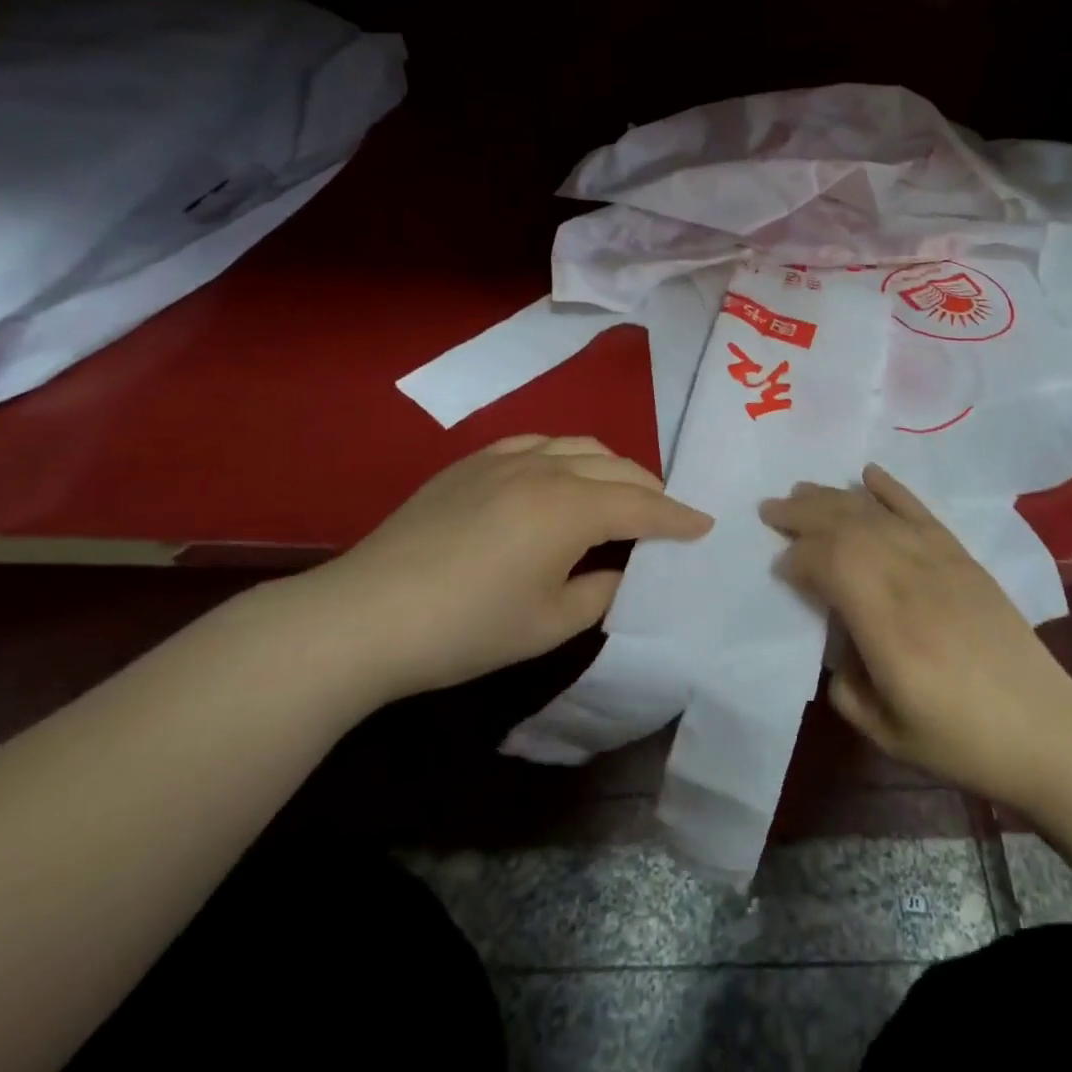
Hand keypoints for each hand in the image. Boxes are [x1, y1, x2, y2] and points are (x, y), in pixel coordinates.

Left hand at [303, 435, 712, 699]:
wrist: (366, 615)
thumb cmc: (467, 628)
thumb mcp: (549, 623)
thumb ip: (600, 591)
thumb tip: (618, 568)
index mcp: (572, 508)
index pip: (643, 507)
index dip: (678, 518)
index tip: (704, 525)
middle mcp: (547, 469)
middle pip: (617, 469)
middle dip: (651, 490)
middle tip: (667, 515)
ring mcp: (506, 460)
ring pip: (579, 446)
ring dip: (612, 466)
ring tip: (621, 491)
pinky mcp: (472, 463)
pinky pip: (537, 443)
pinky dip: (566, 455)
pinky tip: (561, 473)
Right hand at [760, 464, 1071, 810]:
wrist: (1047, 731)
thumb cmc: (962, 740)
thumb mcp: (886, 733)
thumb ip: (845, 686)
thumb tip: (835, 645)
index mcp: (887, 624)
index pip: (829, 564)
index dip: (797, 558)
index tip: (779, 568)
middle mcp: (910, 579)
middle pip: (847, 527)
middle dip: (803, 513)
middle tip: (770, 509)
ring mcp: (940, 561)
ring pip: (877, 513)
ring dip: (835, 497)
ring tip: (802, 489)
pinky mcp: (962, 557)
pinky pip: (920, 511)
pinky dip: (891, 489)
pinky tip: (868, 474)